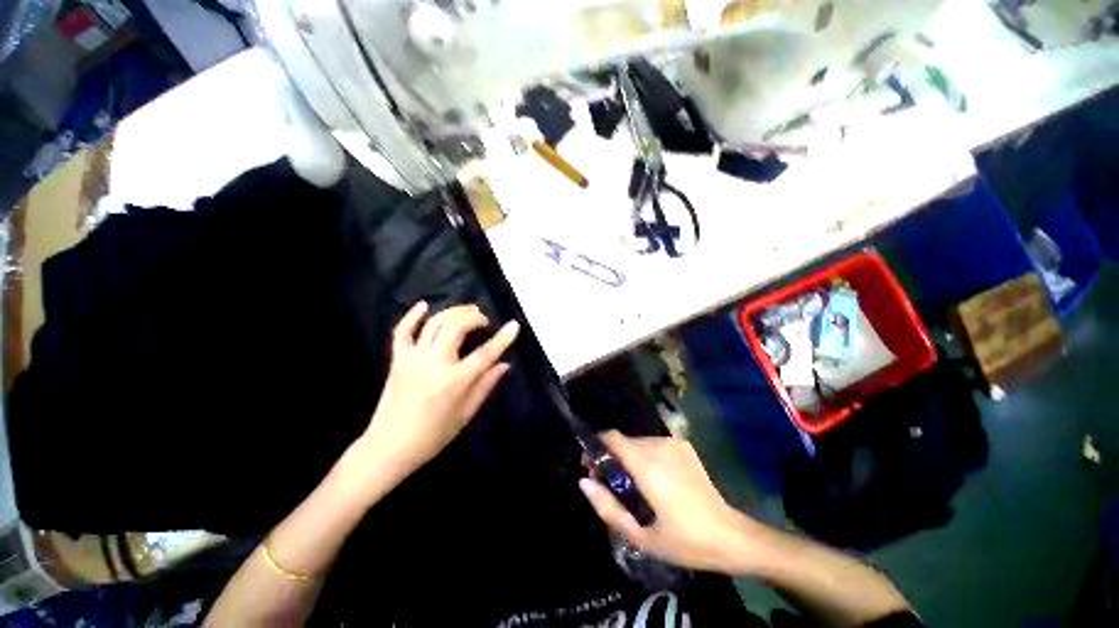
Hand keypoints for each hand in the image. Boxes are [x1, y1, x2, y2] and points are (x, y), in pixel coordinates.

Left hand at [358, 301, 519, 480]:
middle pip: (456, 327)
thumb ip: (486, 385)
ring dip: (453, 312)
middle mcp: (434, 364)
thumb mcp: (466, 414)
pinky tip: (424, 305)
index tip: (514, 325)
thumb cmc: (433, 436)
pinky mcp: (398, 359)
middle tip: (484, 319)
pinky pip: (402, 331)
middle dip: (474, 317)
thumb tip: (504, 364)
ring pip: (435, 323)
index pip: (485, 354)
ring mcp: (413, 359)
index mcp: (455, 381)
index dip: (503, 338)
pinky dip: (412, 315)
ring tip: (468, 310)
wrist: (389, 448)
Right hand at [579, 432, 757, 572]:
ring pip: (638, 442)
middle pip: (623, 441)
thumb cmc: (684, 541)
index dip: (597, 448)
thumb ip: (608, 508)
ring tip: (636, 486)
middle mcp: (658, 445)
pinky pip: (654, 445)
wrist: (731, 536)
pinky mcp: (684, 445)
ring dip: (630, 458)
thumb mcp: (640, 536)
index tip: (593, 467)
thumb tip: (583, 482)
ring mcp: (673, 443)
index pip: (612, 438)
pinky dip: (647, 457)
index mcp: (647, 465)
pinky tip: (656, 481)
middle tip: (614, 485)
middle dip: (612, 457)